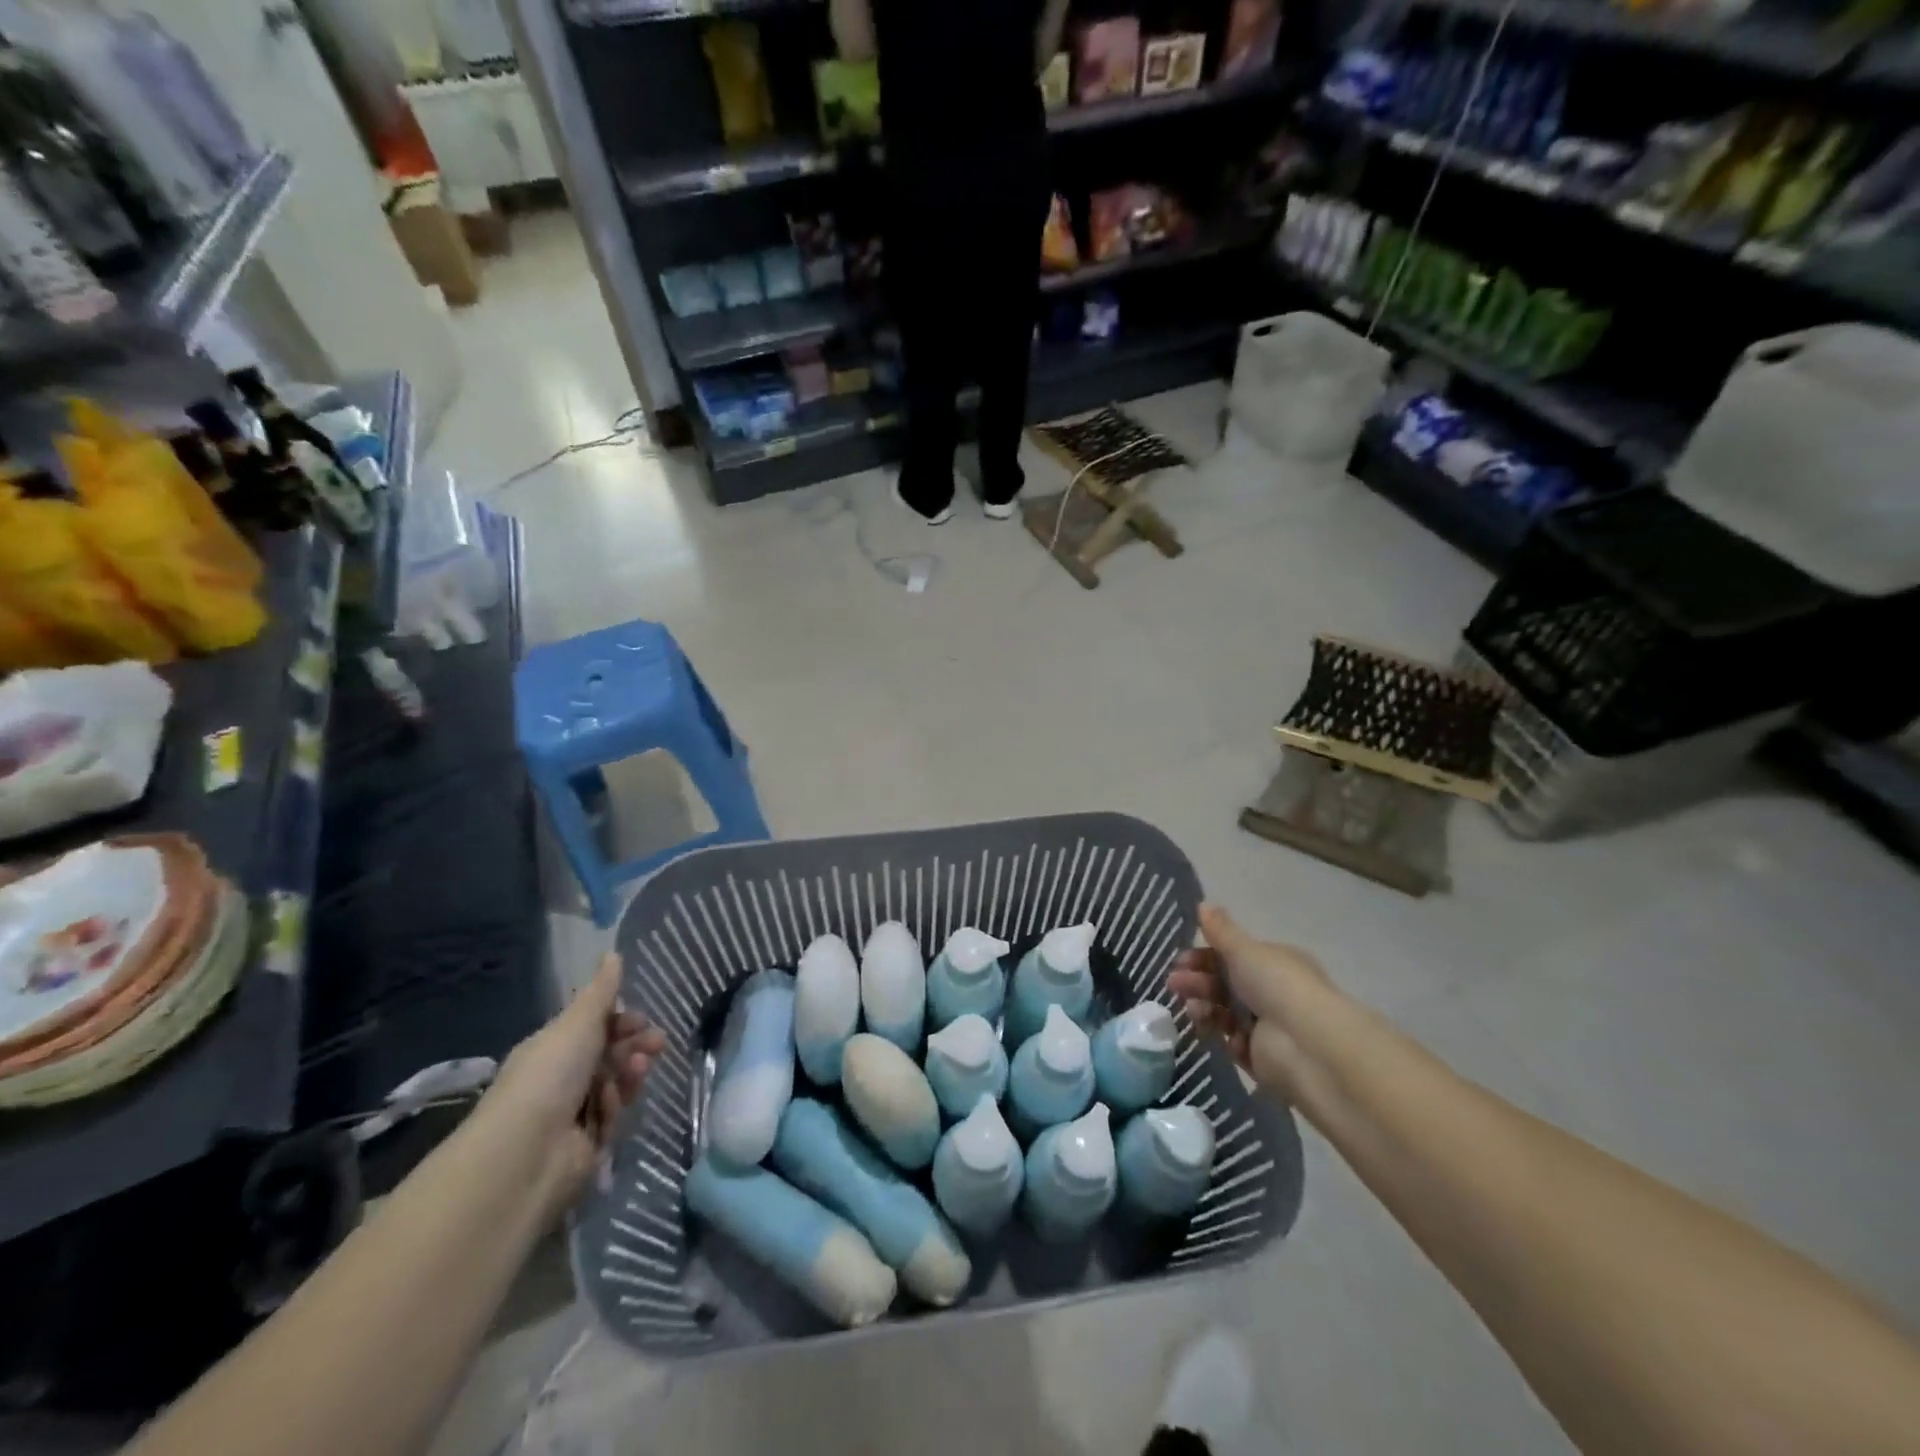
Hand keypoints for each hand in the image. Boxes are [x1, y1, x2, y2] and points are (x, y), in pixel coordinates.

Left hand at [480, 953, 666, 1215]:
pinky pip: (612, 1115)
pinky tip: (614, 1101)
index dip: (620, 1021)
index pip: (592, 1029)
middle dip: (634, 1045)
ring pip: (615, 1083)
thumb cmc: (549, 1076)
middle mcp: (560, 1078)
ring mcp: (573, 1112)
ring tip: (640, 1066)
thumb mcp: (578, 1023)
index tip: (641, 1019)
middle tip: (657, 1042)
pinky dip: (615, 1105)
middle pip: (608, 1055)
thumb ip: (601, 991)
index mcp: (552, 1048)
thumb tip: (612, 953)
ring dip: (630, 1071)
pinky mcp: (587, 1143)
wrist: (527, 1152)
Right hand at [1167, 903, 1331, 1094]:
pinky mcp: (1262, 1057)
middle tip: (1174, 984)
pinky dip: (1225, 1037)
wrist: (1307, 1044)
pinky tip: (1223, 1035)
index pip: (1233, 956)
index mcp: (1274, 962)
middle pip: (1225, 984)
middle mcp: (1273, 992)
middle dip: (1197, 982)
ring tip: (1193, 1010)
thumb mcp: (1245, 950)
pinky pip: (1234, 1044)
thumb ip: (1221, 931)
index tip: (1181, 961)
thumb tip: (1203, 903)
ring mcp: (1268, 1026)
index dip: (1204, 957)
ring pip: (1225, 1013)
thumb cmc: (1277, 985)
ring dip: (1204, 1007)